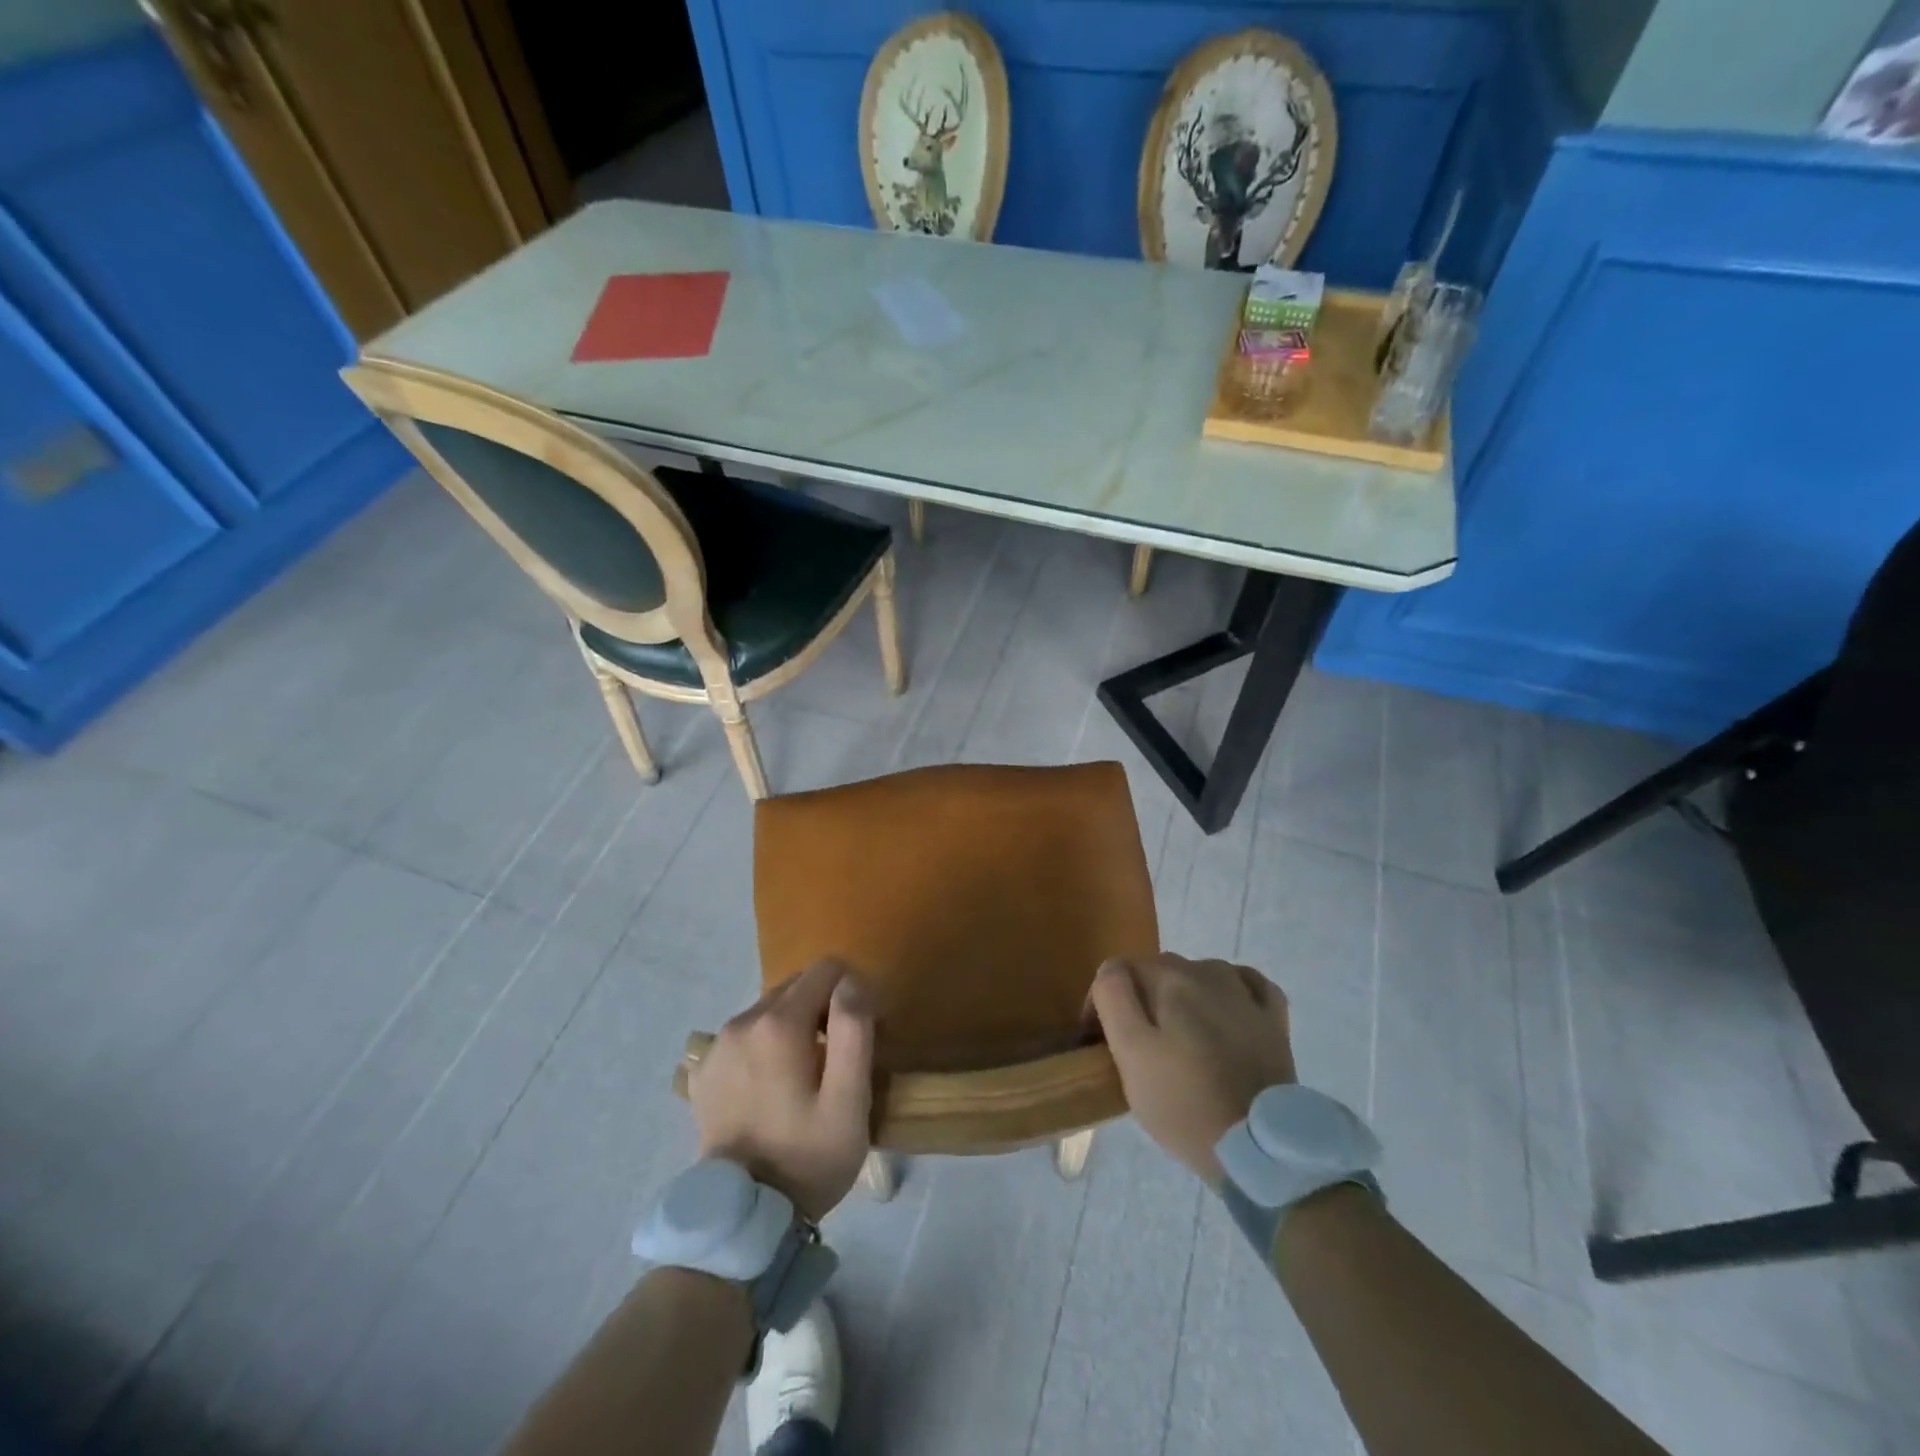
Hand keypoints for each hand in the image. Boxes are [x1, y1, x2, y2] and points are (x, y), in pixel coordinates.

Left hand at [689, 958, 876, 1221]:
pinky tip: (772, 1087)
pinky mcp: (704, 1070)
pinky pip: (746, 1037)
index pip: (826, 969)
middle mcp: (743, 1021)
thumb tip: (852, 982)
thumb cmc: (807, 1157)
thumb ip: (854, 1029)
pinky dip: (766, 1047)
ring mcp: (718, 1046)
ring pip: (771, 1009)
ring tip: (806, 1076)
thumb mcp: (849, 1099)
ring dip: (795, 1027)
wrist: (743, 1218)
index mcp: (779, 1023)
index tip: (861, 1034)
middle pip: (797, 986)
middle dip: (824, 1008)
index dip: (853, 992)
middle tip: (838, 1059)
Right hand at [1087, 954, 1295, 1185]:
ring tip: (1182, 1041)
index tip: (1101, 1041)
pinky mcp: (1273, 1018)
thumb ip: (1113, 997)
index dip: (1103, 1003)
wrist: (1258, 1149)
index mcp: (1169, 976)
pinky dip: (1231, 994)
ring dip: (1183, 999)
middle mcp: (1207, 970)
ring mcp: (1245, 993)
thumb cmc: (1183, 1102)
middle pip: (1158, 973)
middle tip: (1140, 1049)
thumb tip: (1112, 971)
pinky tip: (1226, 1015)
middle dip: (1142, 1001)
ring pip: (1199, 976)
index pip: (1119, 971)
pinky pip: (1246, 986)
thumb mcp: (1130, 1051)